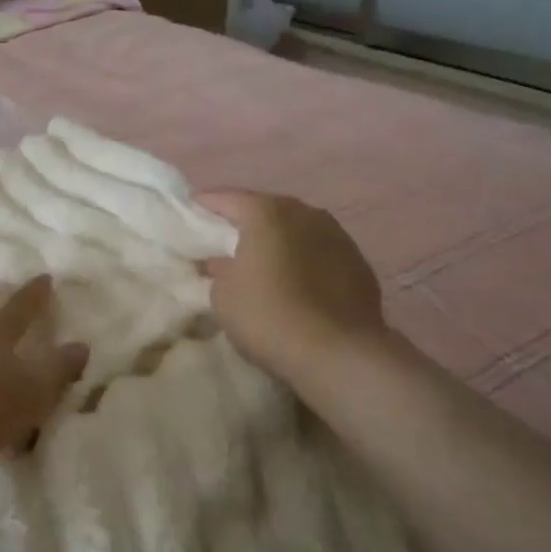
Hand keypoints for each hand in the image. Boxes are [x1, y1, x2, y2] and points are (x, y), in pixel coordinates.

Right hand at [196, 190, 388, 381]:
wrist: (337, 353)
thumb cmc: (267, 316)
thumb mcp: (223, 295)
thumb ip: (219, 270)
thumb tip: (223, 262)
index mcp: (266, 213)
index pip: (228, 198)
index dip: (207, 203)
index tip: (191, 208)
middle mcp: (304, 213)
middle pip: (267, 209)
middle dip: (246, 220)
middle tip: (225, 234)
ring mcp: (337, 236)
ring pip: (298, 229)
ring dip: (279, 239)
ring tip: (263, 257)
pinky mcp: (358, 263)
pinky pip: (320, 252)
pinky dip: (303, 258)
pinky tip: (296, 279)